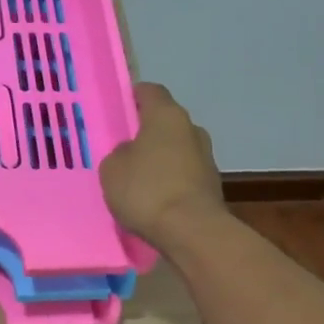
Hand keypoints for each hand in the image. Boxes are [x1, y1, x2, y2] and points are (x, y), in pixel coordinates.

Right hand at [99, 83, 222, 246]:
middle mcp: (192, 129)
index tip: (117, 108)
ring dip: (159, 157)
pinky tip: (153, 198)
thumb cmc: (146, 190)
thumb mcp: (112, 168)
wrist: (192, 231)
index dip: (133, 96)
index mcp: (167, 115)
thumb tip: (131, 152)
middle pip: (165, 121)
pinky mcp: (211, 185)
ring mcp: (206, 157)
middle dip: (146, 131)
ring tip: (136, 177)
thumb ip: (119, 152)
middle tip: (122, 146)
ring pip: (176, 148)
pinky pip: (183, 173)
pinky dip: (169, 180)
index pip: (151, 91)